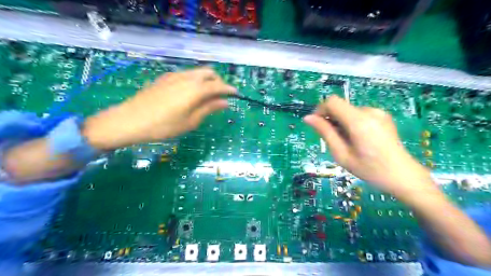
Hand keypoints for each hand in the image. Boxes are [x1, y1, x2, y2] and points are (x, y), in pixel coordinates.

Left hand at [83, 67, 236, 148]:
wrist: (129, 120)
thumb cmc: (164, 126)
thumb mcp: (190, 121)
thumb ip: (209, 109)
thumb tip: (225, 102)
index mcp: (195, 90)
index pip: (218, 85)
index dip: (229, 89)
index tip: (236, 94)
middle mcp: (187, 78)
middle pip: (209, 73)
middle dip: (218, 82)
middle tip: (220, 97)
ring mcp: (174, 76)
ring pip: (197, 72)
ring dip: (207, 80)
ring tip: (206, 96)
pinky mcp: (165, 78)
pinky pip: (186, 74)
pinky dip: (195, 80)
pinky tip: (190, 94)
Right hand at [306, 96, 434, 200]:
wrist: (403, 175)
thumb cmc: (369, 169)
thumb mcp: (341, 154)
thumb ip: (325, 133)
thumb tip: (308, 118)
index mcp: (358, 121)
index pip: (332, 102)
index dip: (320, 110)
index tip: (317, 126)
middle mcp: (369, 111)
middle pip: (340, 106)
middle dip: (331, 120)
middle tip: (334, 140)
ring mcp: (378, 112)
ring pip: (348, 111)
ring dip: (341, 123)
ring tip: (348, 142)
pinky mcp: (383, 116)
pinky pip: (359, 114)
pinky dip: (352, 123)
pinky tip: (358, 139)